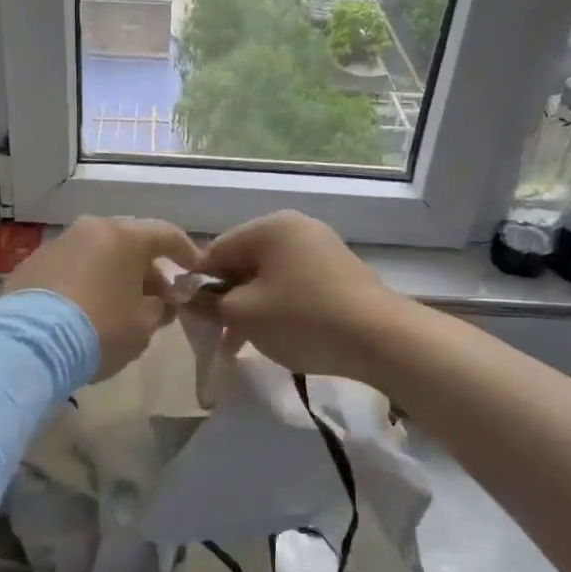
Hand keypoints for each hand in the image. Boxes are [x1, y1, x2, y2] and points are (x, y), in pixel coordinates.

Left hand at [7, 217, 200, 378]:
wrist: (30, 344)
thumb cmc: (100, 330)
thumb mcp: (143, 327)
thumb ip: (160, 309)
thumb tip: (162, 302)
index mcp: (124, 237)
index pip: (166, 234)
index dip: (186, 251)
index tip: (195, 270)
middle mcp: (91, 229)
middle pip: (129, 243)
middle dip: (146, 269)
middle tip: (157, 297)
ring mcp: (58, 244)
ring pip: (97, 253)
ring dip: (113, 274)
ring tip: (119, 306)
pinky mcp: (31, 264)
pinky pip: (69, 268)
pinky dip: (83, 282)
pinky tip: (84, 310)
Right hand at [198, 211, 412, 380]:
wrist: (381, 339)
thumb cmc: (302, 318)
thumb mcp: (244, 314)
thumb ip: (210, 303)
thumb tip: (190, 298)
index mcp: (270, 227)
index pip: (217, 250)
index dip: (198, 284)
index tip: (191, 318)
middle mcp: (296, 227)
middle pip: (244, 261)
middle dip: (227, 299)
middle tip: (217, 336)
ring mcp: (321, 248)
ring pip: (269, 276)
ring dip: (251, 307)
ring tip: (243, 344)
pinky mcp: (339, 271)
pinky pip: (294, 284)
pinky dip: (279, 307)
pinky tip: (277, 336)